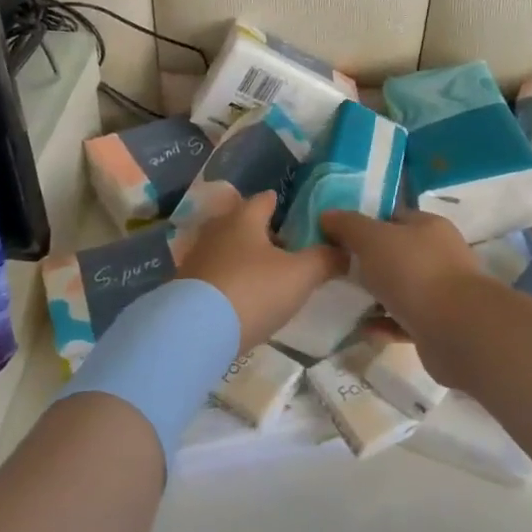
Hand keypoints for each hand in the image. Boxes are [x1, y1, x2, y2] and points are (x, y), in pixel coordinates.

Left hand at [176, 191, 344, 350]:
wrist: (195, 332)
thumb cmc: (253, 291)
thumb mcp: (301, 275)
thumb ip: (325, 259)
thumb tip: (344, 250)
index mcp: (244, 218)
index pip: (265, 199)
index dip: (284, 204)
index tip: (300, 216)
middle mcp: (216, 229)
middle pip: (243, 222)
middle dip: (264, 232)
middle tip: (289, 249)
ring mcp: (197, 257)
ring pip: (228, 248)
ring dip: (246, 258)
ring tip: (269, 275)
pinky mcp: (186, 285)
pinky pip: (215, 273)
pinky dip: (231, 279)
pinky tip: (244, 296)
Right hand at [319, 209, 481, 343]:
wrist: (457, 330)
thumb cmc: (413, 272)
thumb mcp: (372, 239)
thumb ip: (348, 226)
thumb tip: (327, 215)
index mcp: (428, 227)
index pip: (393, 217)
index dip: (365, 223)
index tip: (337, 236)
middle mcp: (439, 255)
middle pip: (397, 254)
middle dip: (368, 262)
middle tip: (337, 271)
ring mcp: (442, 292)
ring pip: (401, 289)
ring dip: (375, 296)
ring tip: (346, 301)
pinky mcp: (439, 325)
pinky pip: (404, 321)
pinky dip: (385, 324)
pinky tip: (364, 329)